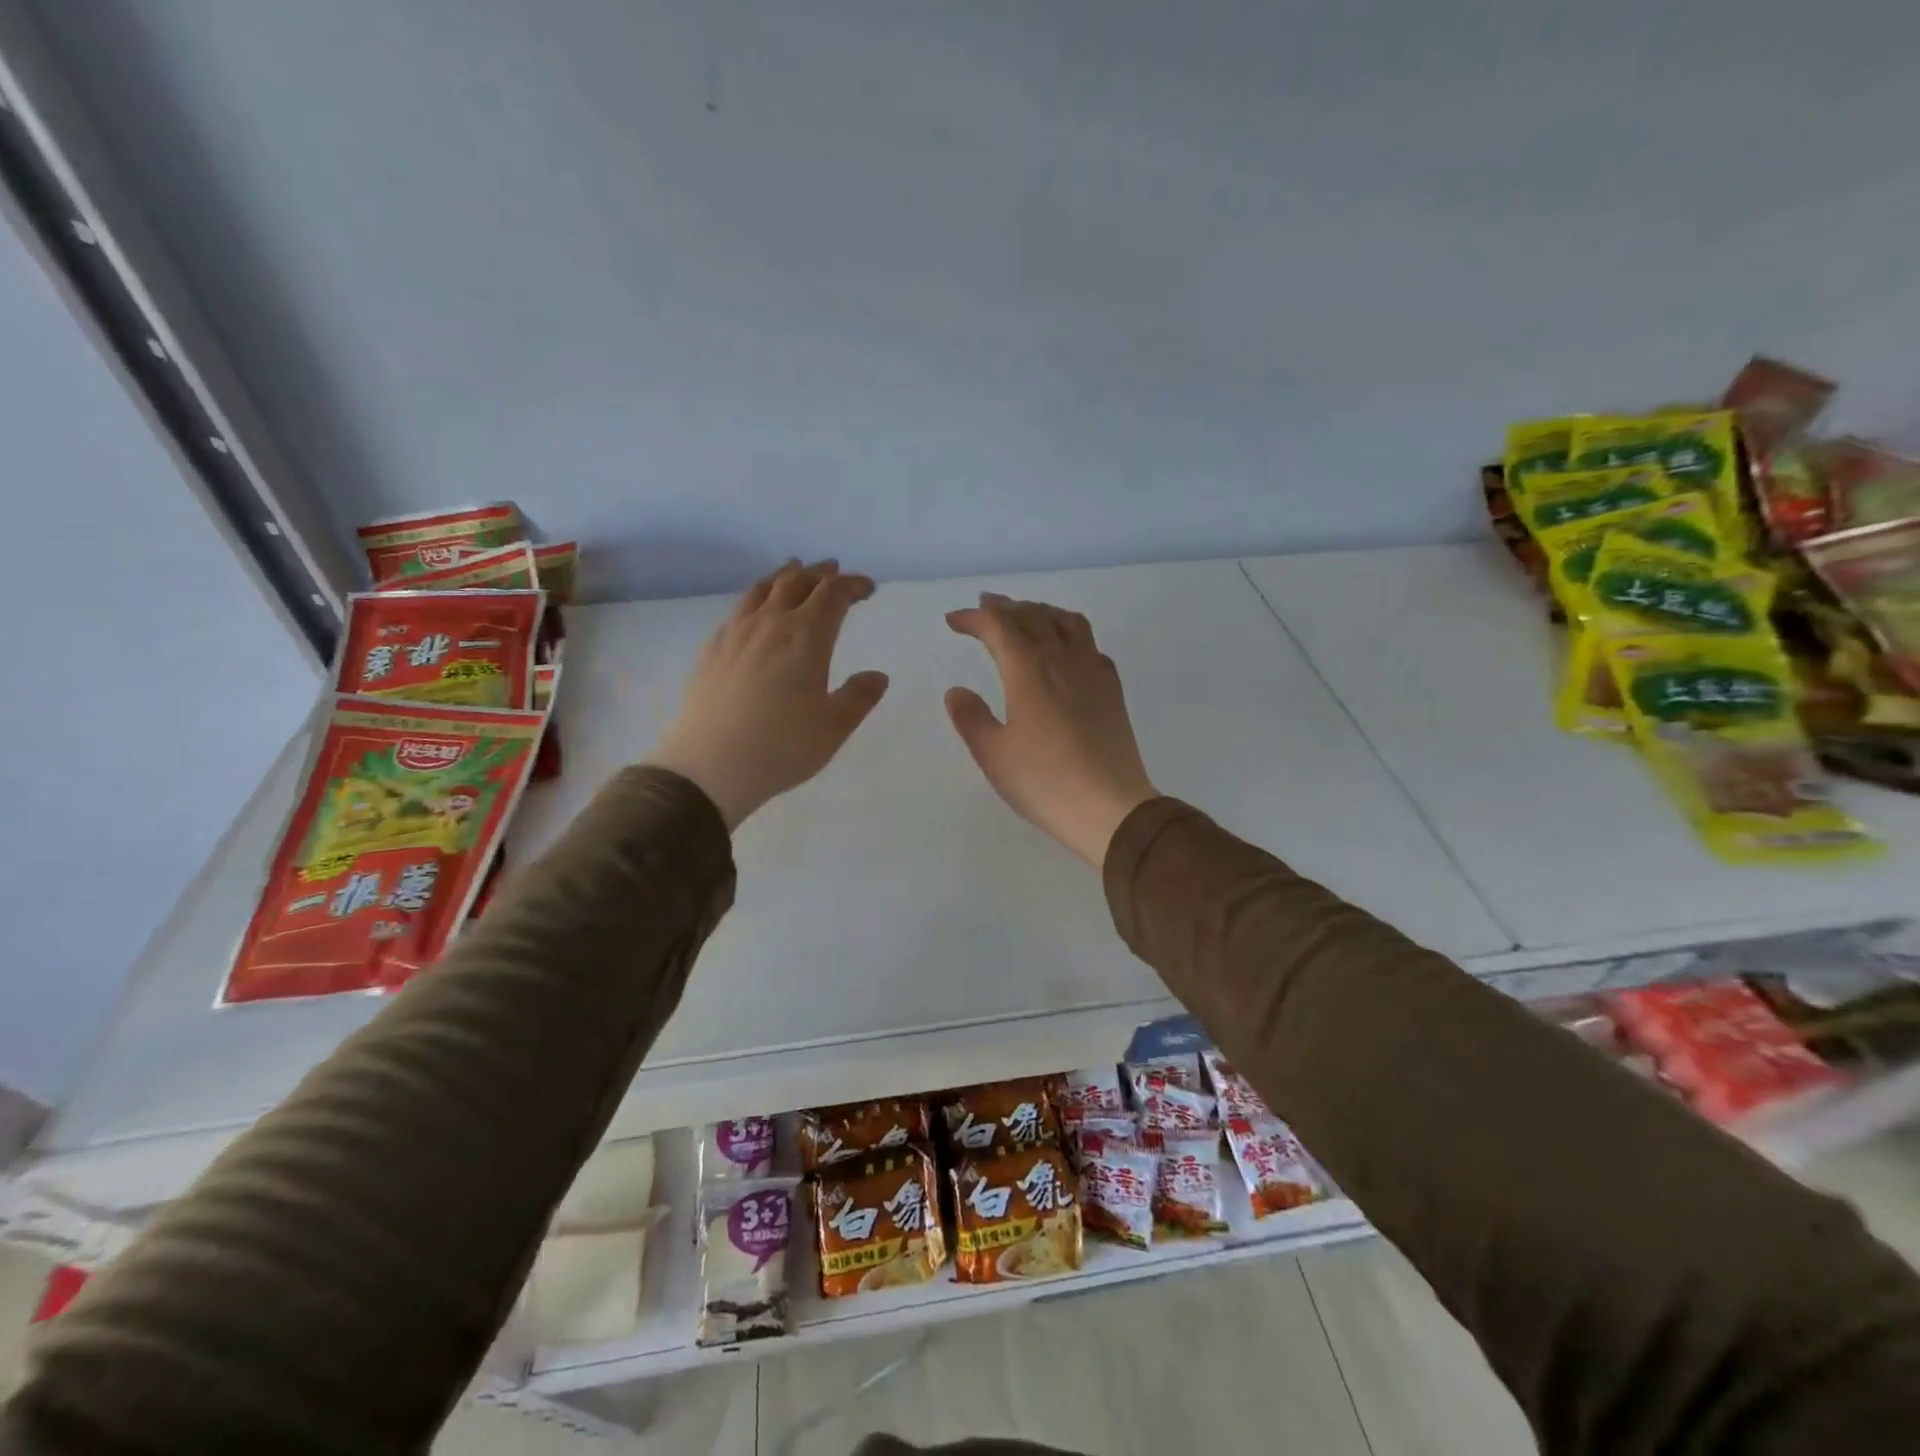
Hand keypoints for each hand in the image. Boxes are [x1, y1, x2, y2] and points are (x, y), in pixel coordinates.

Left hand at [647, 560, 889, 828]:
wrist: (709, 766)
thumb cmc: (782, 747)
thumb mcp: (834, 727)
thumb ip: (859, 697)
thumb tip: (877, 676)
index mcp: (806, 637)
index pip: (833, 595)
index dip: (852, 585)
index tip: (867, 588)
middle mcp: (771, 624)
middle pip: (797, 583)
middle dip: (820, 573)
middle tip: (834, 570)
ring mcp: (736, 634)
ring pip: (762, 590)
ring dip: (784, 576)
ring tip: (794, 571)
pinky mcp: (712, 650)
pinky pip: (738, 609)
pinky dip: (756, 598)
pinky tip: (754, 610)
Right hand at [945, 594, 1158, 867]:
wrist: (1110, 807)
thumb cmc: (1044, 782)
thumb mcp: (993, 754)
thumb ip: (971, 718)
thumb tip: (956, 691)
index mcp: (1028, 669)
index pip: (998, 626)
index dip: (974, 618)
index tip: (953, 622)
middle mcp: (1062, 659)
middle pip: (1033, 615)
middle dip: (1005, 607)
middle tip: (985, 607)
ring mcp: (1092, 671)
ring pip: (1067, 622)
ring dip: (1041, 611)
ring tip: (1026, 616)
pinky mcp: (1112, 690)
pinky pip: (1090, 644)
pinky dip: (1070, 633)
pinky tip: (1066, 650)